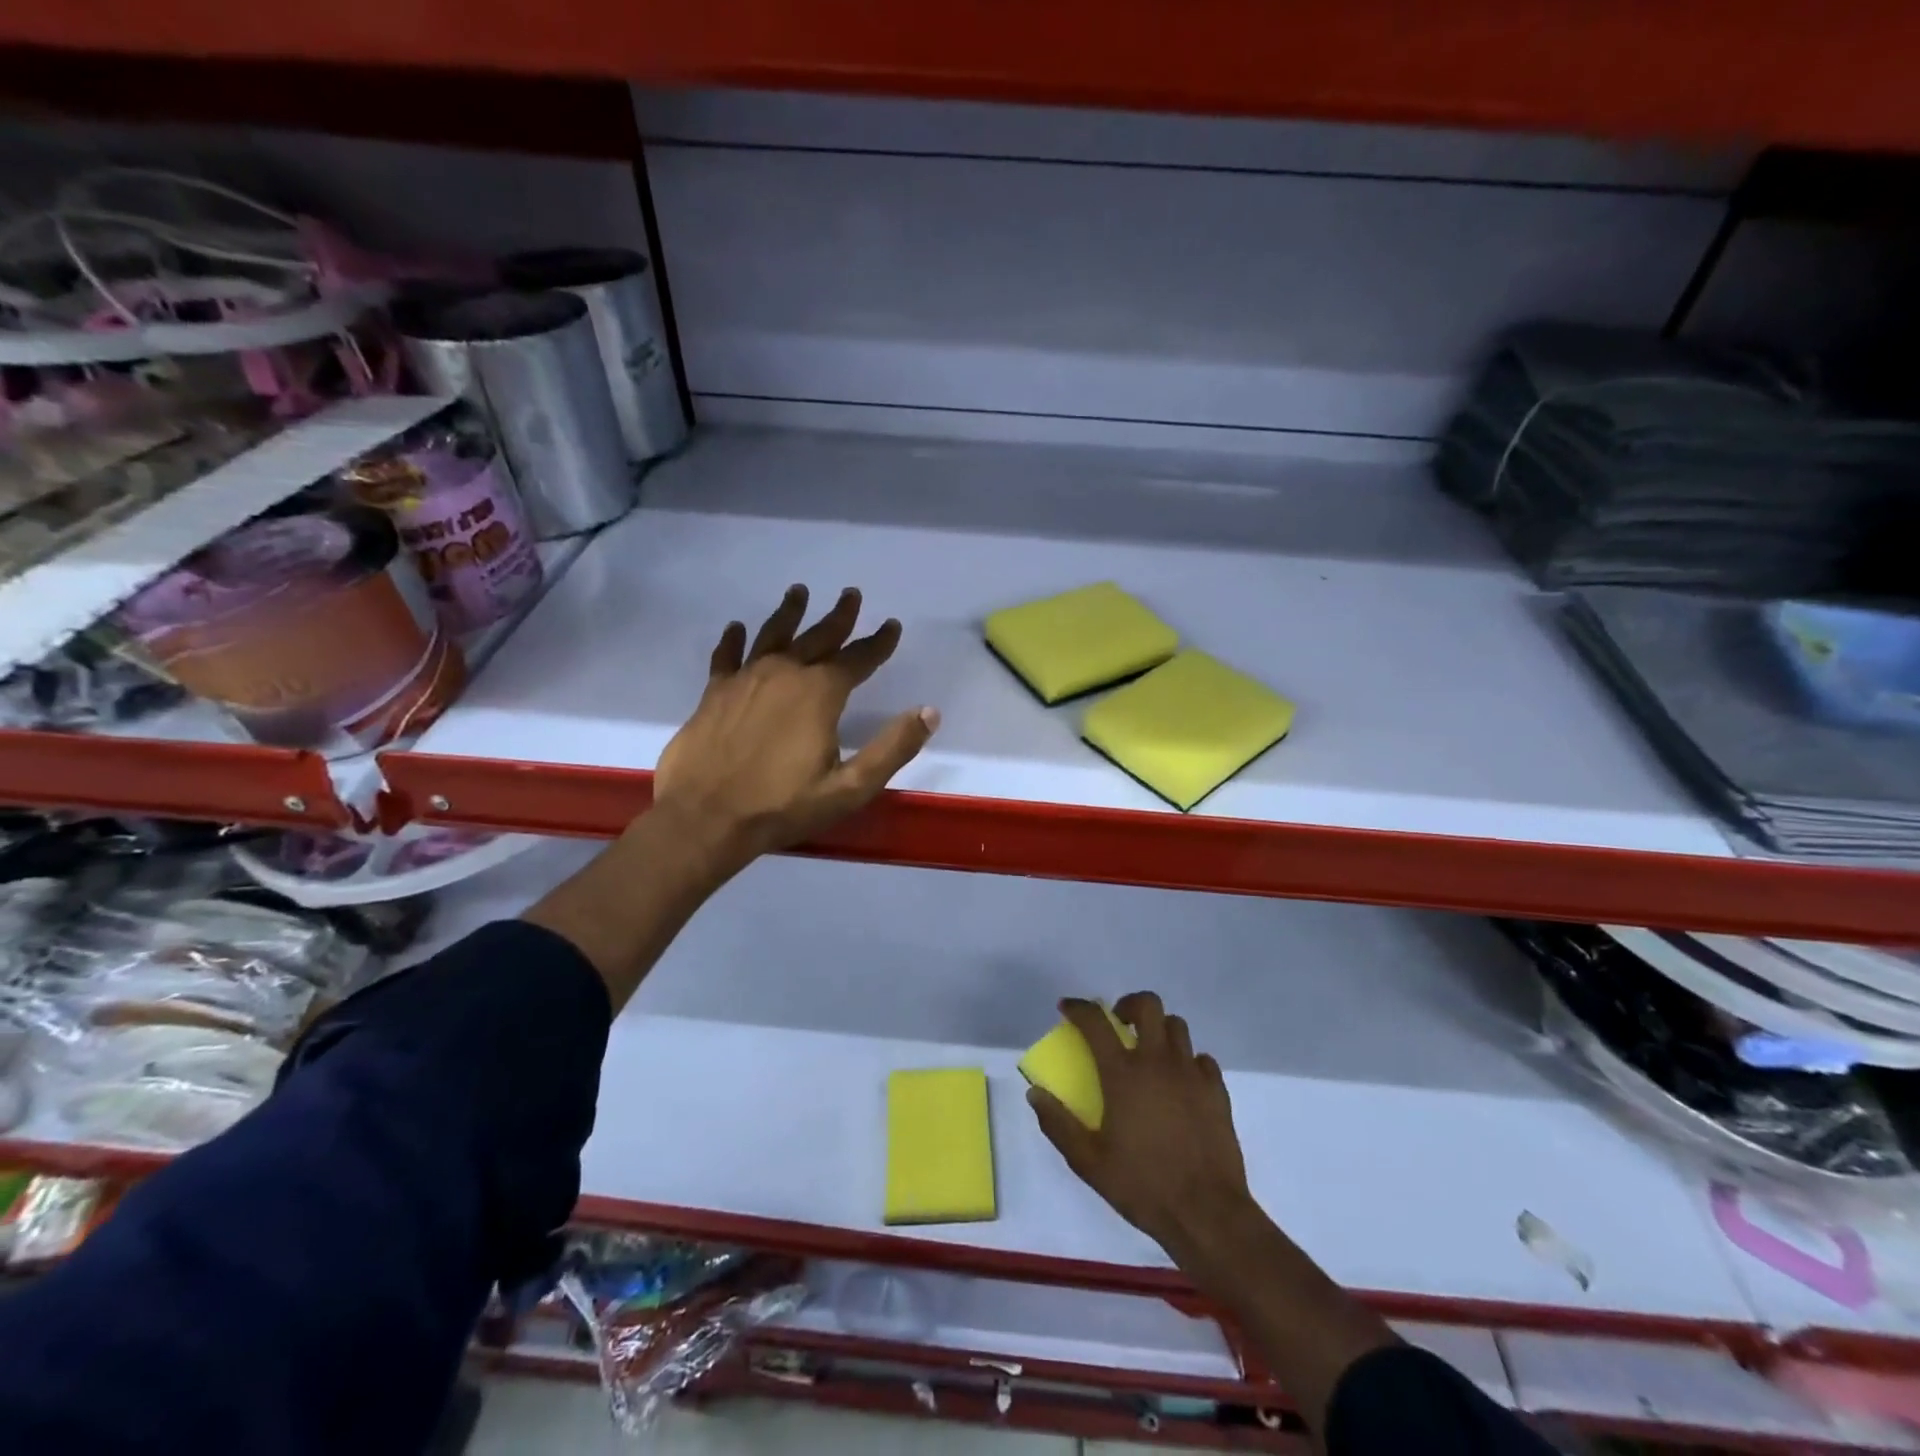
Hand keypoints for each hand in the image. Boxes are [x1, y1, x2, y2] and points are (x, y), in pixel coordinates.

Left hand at [652, 585, 938, 869]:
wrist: (705, 818)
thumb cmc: (782, 806)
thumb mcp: (850, 787)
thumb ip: (892, 748)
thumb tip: (930, 712)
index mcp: (819, 693)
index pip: (857, 658)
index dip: (878, 642)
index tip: (891, 625)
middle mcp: (784, 674)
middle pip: (817, 637)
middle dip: (838, 616)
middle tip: (851, 594)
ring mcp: (745, 680)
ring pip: (772, 635)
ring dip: (789, 613)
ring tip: (799, 592)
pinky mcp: (714, 693)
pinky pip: (726, 656)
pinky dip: (733, 640)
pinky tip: (737, 628)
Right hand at [1028, 993, 1253, 1261]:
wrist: (1207, 1214)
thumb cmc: (1143, 1186)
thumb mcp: (1088, 1162)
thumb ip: (1058, 1124)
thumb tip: (1035, 1093)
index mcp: (1123, 1074)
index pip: (1095, 1022)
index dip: (1078, 1008)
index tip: (1067, 1008)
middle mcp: (1157, 1062)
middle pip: (1148, 1005)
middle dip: (1129, 1005)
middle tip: (1119, 1025)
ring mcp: (1191, 1074)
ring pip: (1177, 1026)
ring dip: (1159, 1030)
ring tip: (1149, 1053)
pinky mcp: (1217, 1091)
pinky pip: (1201, 1059)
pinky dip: (1187, 1061)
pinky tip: (1180, 1083)